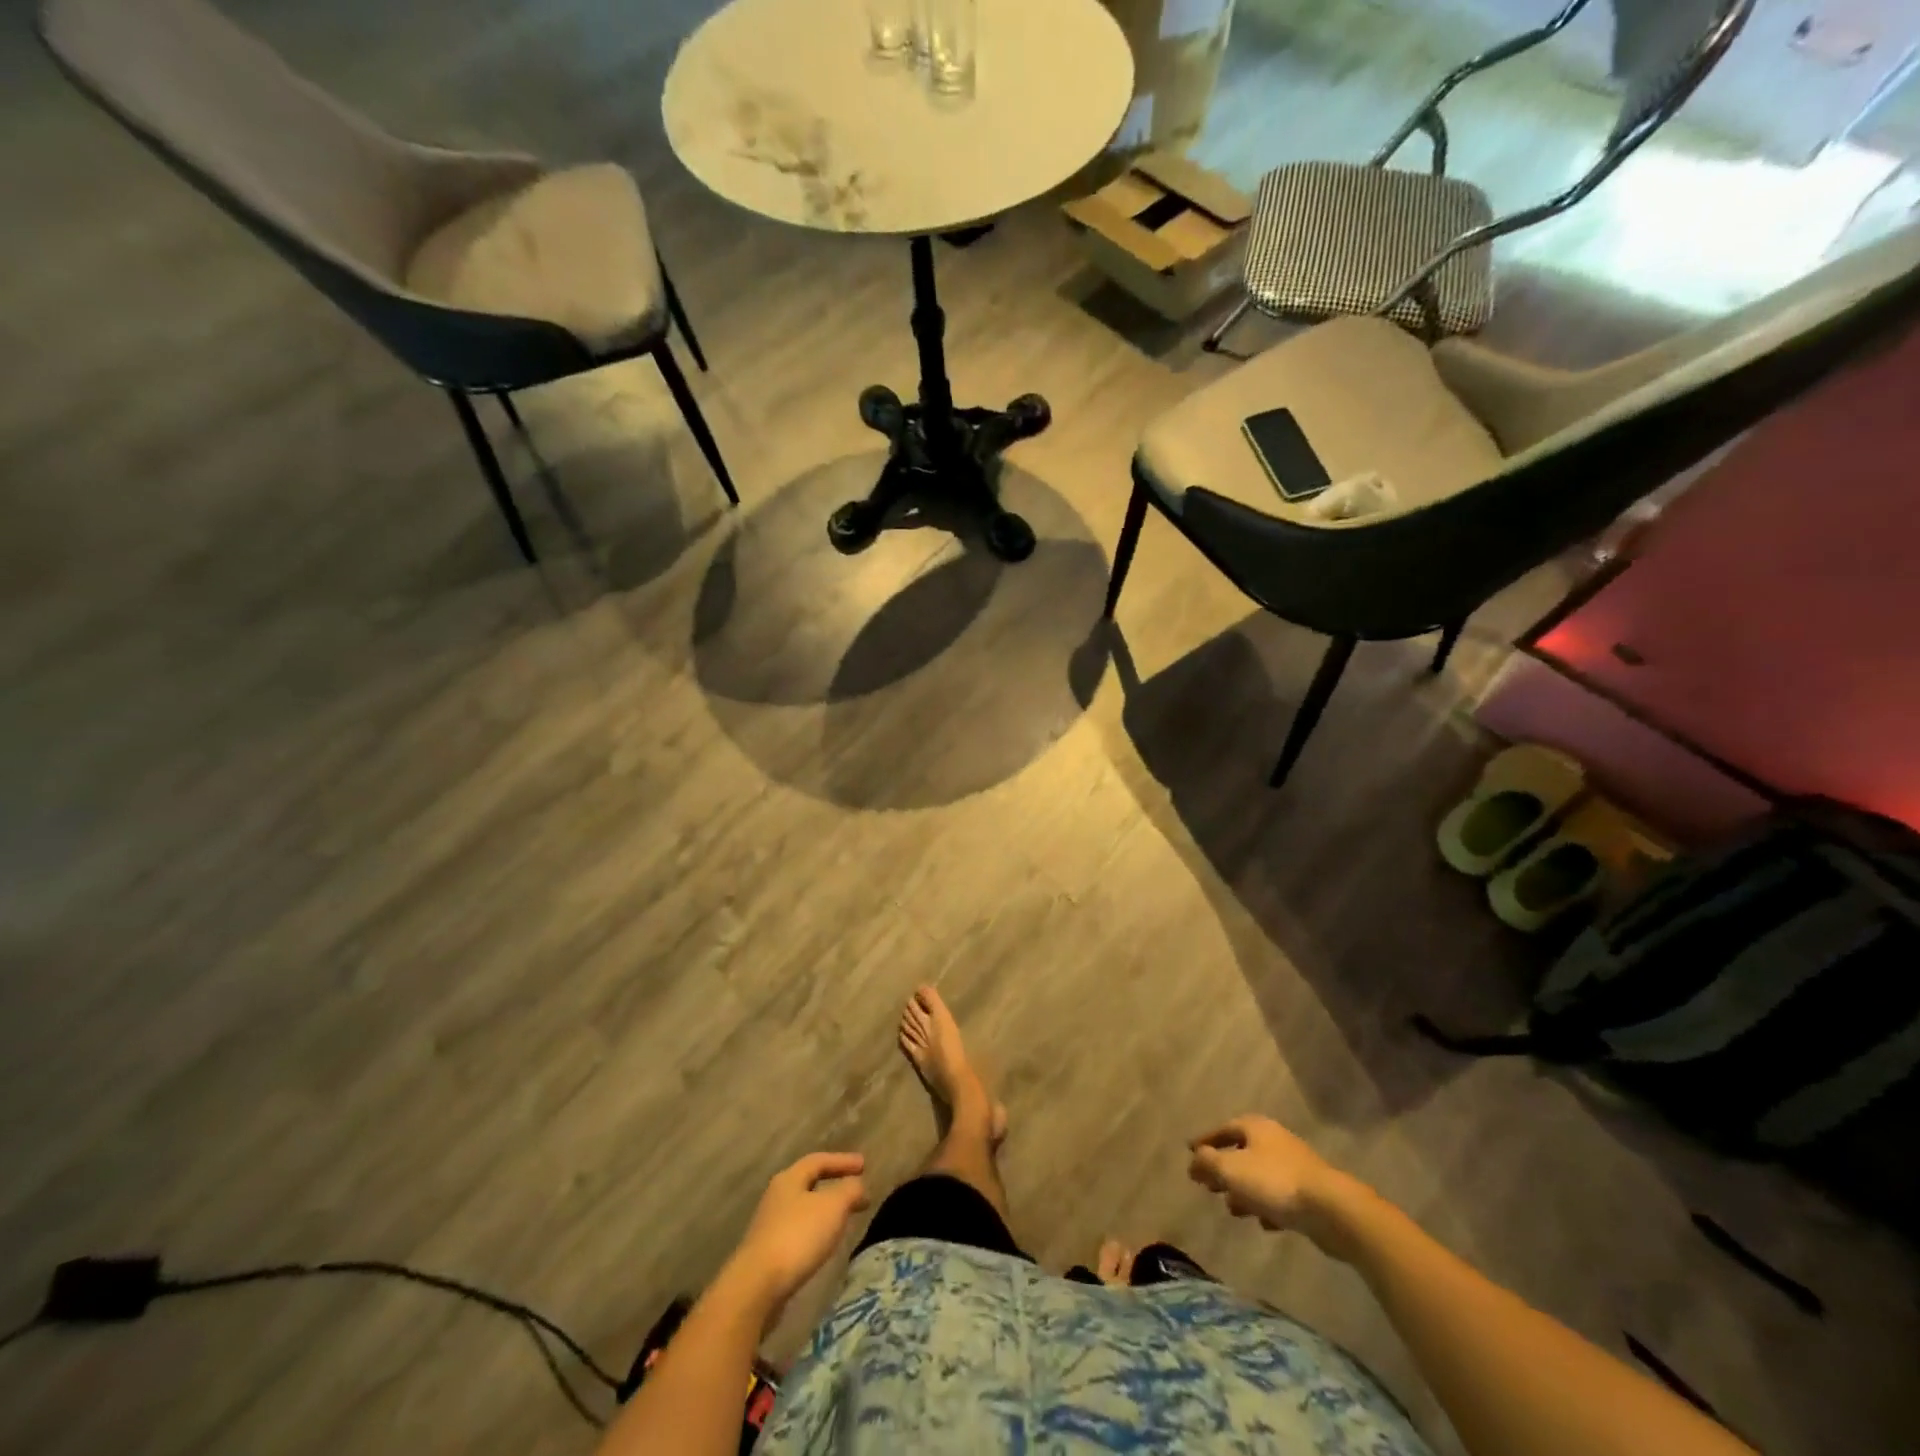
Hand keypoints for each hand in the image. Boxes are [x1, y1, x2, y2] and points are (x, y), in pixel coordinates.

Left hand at [723, 1152, 870, 1317]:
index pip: (819, 1160)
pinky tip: (824, 1244)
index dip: (842, 1161)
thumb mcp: (833, 1206)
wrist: (756, 1287)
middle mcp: (777, 1197)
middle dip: (834, 1185)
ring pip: (804, 1209)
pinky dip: (816, 1231)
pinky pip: (798, 1232)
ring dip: (825, 1210)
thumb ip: (850, 1190)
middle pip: (809, 1183)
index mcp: (789, 1179)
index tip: (864, 1166)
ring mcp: (769, 1225)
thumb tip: (858, 1185)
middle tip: (855, 1190)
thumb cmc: (798, 1236)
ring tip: (844, 1218)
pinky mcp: (768, 1253)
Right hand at [1188, 1116, 1359, 1253]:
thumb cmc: (1274, 1182)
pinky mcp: (1309, 1193)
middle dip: (1223, 1168)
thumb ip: (1207, 1163)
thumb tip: (1194, 1161)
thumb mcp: (1231, 1170)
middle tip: (1207, 1185)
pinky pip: (1280, 1197)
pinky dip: (1267, 1207)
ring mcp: (1295, 1167)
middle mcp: (1275, 1141)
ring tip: (1231, 1208)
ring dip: (1244, 1191)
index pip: (1224, 1129)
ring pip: (1260, 1176)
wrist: (1331, 1209)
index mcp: (1256, 1128)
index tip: (1190, 1152)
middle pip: (1242, 1152)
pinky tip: (1263, 1223)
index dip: (1206, 1141)